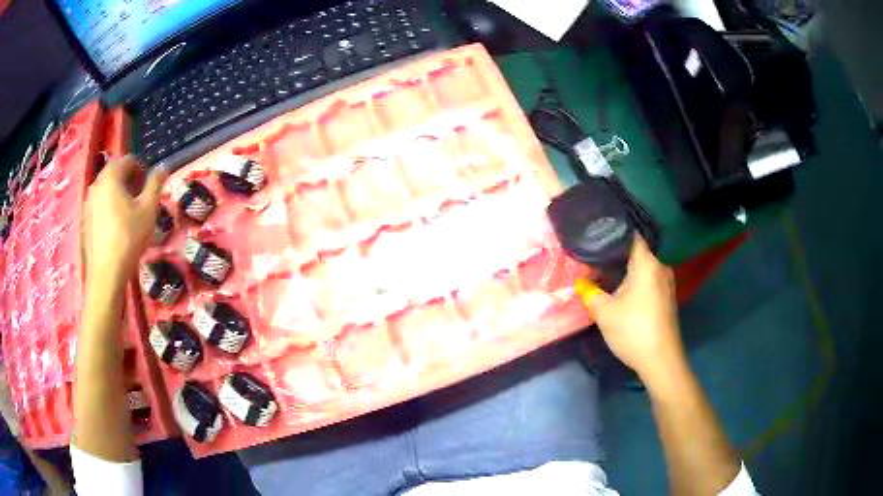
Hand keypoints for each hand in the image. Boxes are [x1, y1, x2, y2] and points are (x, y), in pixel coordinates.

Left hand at [82, 156, 166, 285]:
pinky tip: (116, 227)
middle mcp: (96, 184)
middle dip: (128, 180)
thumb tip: (163, 167)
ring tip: (128, 213)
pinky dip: (108, 208)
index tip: (148, 185)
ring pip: (105, 190)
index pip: (127, 160)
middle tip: (140, 198)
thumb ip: (155, 184)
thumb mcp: (148, 210)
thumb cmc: (129, 237)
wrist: (106, 273)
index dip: (140, 169)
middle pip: (114, 173)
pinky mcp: (85, 220)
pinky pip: (99, 205)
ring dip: (117, 194)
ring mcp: (88, 203)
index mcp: (111, 176)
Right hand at [575, 236, 684, 383]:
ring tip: (603, 276)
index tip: (595, 236)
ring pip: (643, 269)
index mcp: (647, 263)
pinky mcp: (667, 299)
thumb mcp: (604, 312)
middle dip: (616, 256)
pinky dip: (635, 284)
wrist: (661, 361)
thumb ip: (589, 292)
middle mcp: (660, 268)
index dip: (613, 233)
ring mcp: (666, 284)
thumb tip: (579, 281)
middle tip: (593, 260)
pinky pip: (648, 282)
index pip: (631, 236)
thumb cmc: (633, 330)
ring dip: (626, 272)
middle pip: (636, 253)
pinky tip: (621, 293)